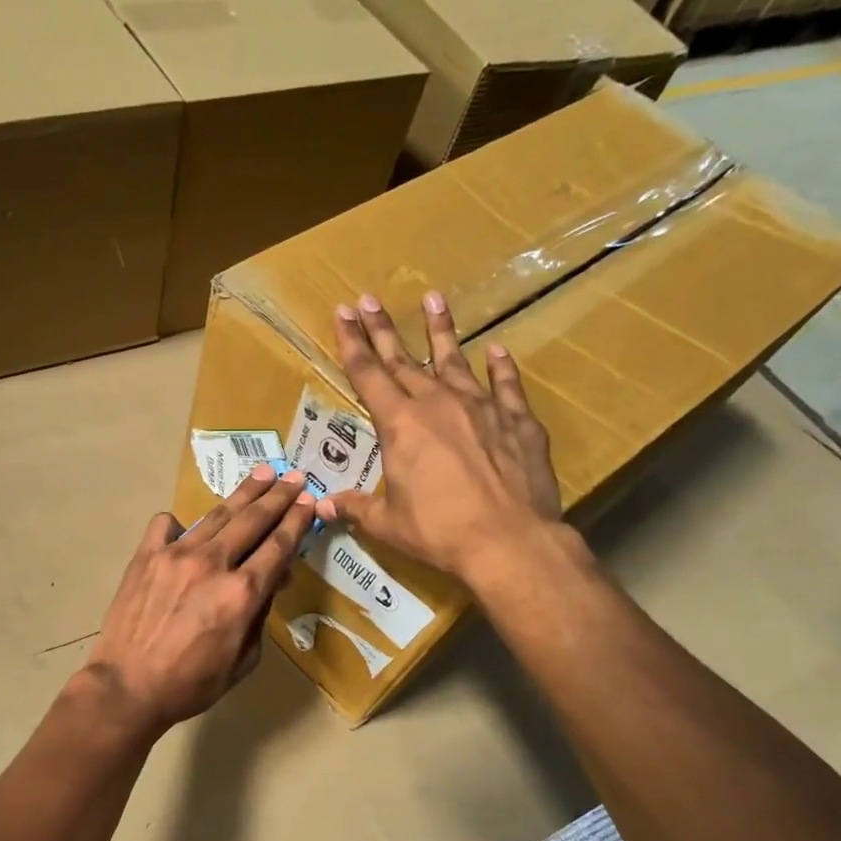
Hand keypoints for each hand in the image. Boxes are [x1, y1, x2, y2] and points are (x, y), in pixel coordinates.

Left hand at [82, 465, 316, 733]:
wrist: (127, 687)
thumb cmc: (190, 684)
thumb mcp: (243, 661)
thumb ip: (260, 617)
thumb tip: (269, 582)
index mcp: (242, 593)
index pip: (278, 546)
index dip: (297, 521)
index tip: (309, 501)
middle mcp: (213, 563)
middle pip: (253, 520)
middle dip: (278, 496)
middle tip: (293, 476)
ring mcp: (175, 554)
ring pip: (217, 515)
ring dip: (243, 494)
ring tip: (261, 475)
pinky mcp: (145, 556)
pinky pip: (166, 525)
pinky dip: (182, 522)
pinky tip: (188, 528)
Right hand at [318, 292, 573, 586]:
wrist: (509, 541)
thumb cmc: (439, 532)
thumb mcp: (388, 524)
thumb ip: (355, 507)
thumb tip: (322, 505)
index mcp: (400, 425)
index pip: (367, 375)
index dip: (352, 343)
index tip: (343, 313)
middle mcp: (437, 404)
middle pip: (403, 360)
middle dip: (382, 329)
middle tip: (368, 299)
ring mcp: (481, 407)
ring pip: (455, 359)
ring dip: (440, 330)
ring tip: (434, 299)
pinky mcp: (517, 420)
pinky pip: (506, 385)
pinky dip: (501, 366)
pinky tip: (497, 350)